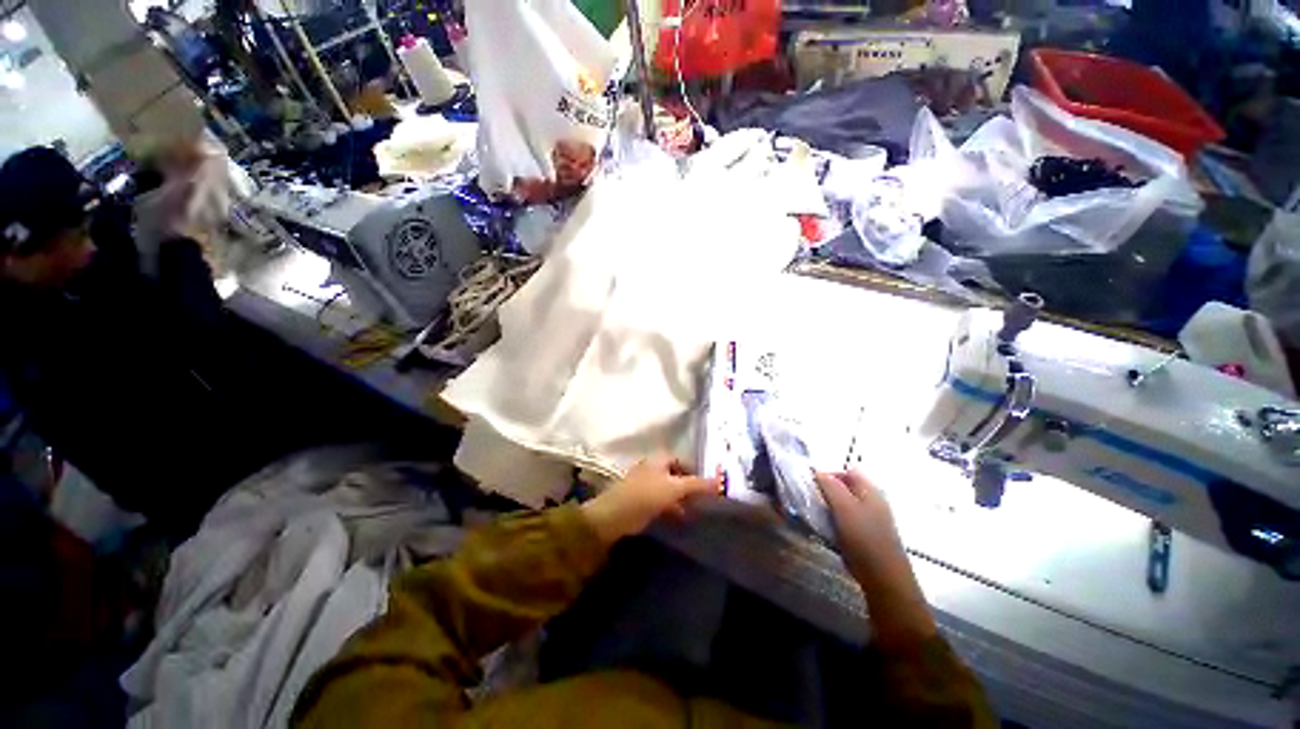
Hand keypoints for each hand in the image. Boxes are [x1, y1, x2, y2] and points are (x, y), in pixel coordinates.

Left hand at [582, 455, 722, 544]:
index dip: (695, 470)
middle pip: (677, 475)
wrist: (616, 515)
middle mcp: (654, 468)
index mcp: (660, 459)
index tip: (709, 484)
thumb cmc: (647, 494)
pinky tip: (682, 519)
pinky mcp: (643, 501)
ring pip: (670, 490)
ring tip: (697, 511)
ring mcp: (647, 484)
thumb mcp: (675, 487)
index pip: (683, 460)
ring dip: (682, 499)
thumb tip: (720, 481)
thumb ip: (698, 484)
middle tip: (706, 499)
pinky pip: (663, 502)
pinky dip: (673, 508)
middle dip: (690, 486)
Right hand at [815, 471, 900, 580]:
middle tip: (813, 501)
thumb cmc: (863, 538)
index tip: (813, 486)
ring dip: (831, 506)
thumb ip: (829, 485)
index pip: (847, 471)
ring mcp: (872, 517)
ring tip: (818, 516)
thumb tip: (816, 470)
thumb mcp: (843, 507)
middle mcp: (873, 499)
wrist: (883, 577)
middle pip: (846, 486)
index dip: (829, 474)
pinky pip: (848, 518)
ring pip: (846, 503)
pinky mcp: (868, 533)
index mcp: (870, 489)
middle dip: (828, 491)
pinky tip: (830, 530)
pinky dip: (837, 520)